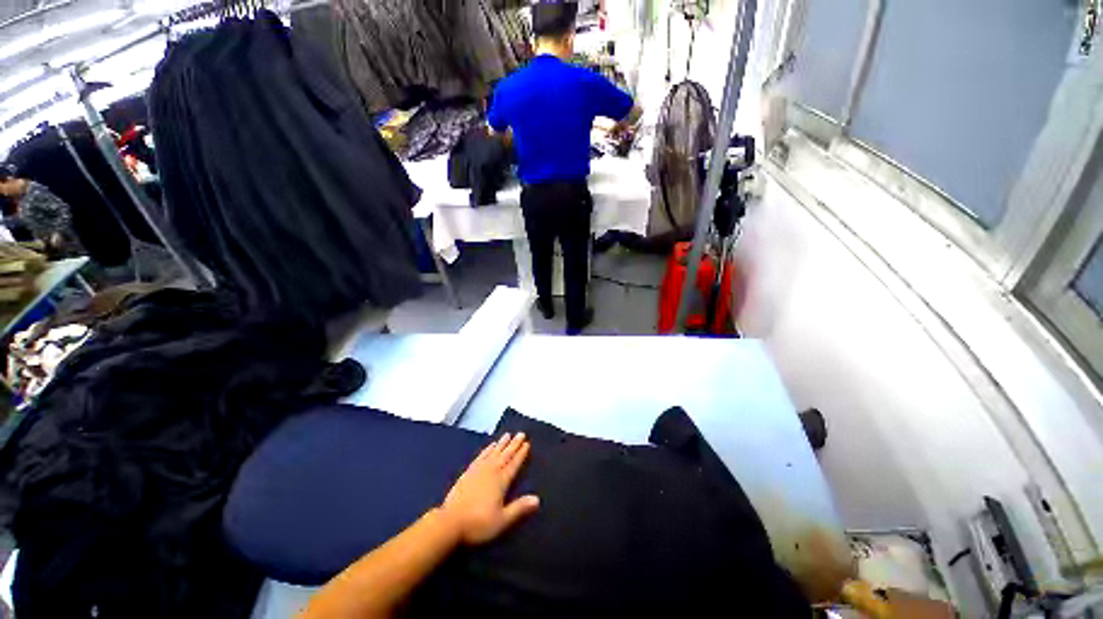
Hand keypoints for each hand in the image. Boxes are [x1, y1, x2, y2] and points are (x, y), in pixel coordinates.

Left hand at [440, 433, 539, 544]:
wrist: (450, 523)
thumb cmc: (478, 523)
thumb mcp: (502, 520)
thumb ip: (519, 508)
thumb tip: (537, 499)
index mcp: (501, 481)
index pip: (514, 464)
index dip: (521, 454)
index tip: (527, 443)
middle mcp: (491, 471)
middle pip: (505, 455)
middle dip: (514, 444)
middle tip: (521, 433)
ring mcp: (478, 470)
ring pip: (493, 453)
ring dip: (501, 444)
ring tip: (508, 435)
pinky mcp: (468, 472)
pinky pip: (481, 456)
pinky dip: (487, 450)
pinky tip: (490, 446)